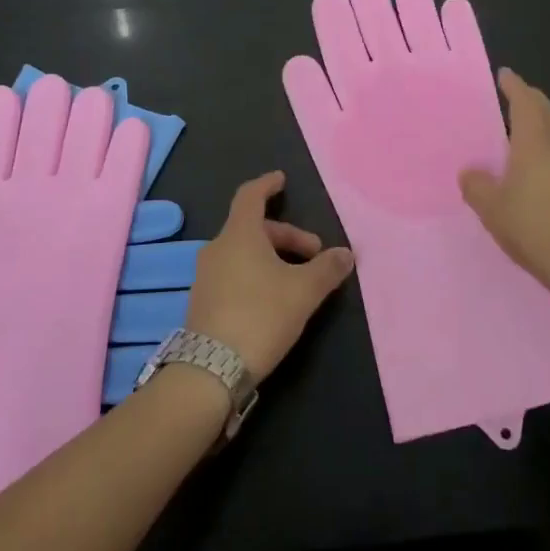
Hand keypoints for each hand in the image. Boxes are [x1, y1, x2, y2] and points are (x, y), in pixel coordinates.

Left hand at [185, 171, 354, 379]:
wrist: (210, 370)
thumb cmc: (260, 316)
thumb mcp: (303, 292)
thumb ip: (327, 269)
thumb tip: (346, 253)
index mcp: (239, 235)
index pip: (250, 196)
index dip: (267, 185)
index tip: (281, 180)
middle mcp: (218, 249)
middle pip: (253, 228)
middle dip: (286, 236)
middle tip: (314, 255)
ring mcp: (206, 276)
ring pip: (243, 253)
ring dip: (272, 258)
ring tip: (297, 281)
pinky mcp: (203, 302)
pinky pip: (233, 274)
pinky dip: (256, 275)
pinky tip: (273, 300)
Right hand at [459, 69, 549, 289]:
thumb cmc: (535, 230)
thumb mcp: (493, 211)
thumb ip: (478, 187)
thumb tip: (470, 171)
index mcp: (535, 145)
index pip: (525, 104)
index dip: (515, 87)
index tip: (506, 75)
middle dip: (535, 100)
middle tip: (521, 96)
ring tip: (544, 130)